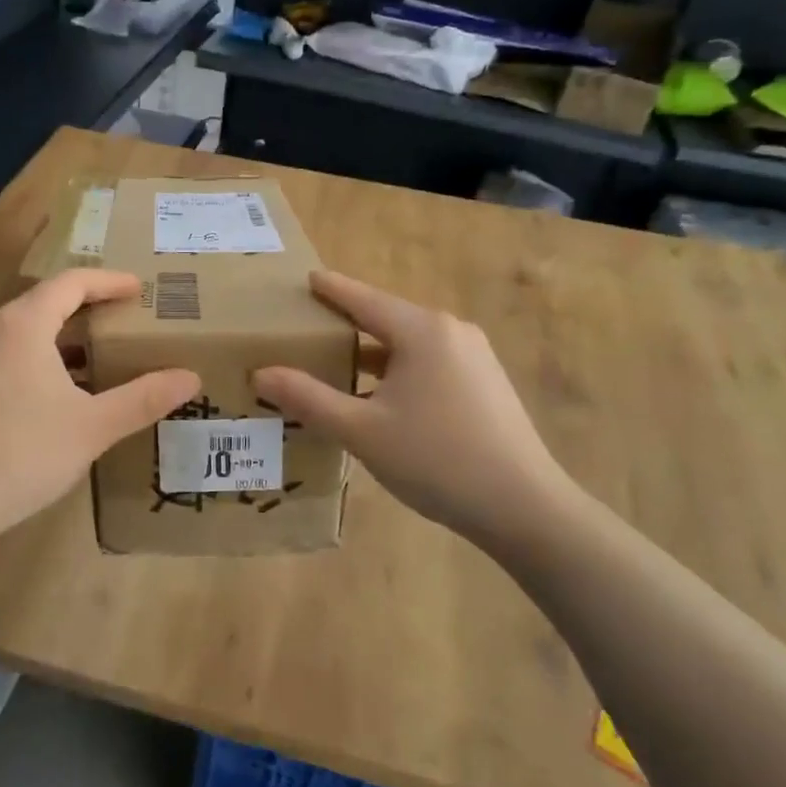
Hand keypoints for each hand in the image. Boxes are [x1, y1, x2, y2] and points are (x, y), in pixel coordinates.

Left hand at [0, 270, 199, 547]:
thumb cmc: (24, 453)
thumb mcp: (93, 426)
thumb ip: (143, 398)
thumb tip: (191, 378)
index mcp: (22, 325)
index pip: (71, 283)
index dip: (109, 282)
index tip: (140, 289)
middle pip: (46, 302)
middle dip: (87, 307)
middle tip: (125, 319)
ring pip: (24, 330)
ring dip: (63, 336)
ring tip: (98, 354)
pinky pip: (8, 354)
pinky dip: (40, 358)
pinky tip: (59, 391)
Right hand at [254, 271, 582, 545]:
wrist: (524, 507)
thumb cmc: (436, 460)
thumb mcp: (361, 431)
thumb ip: (308, 398)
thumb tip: (261, 373)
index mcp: (421, 331)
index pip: (363, 298)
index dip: (331, 289)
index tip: (307, 279)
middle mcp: (451, 331)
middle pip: (387, 317)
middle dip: (348, 322)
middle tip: (310, 329)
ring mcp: (475, 356)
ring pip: (410, 343)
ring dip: (373, 352)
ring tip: (337, 364)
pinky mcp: (486, 382)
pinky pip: (430, 362)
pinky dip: (399, 369)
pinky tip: (382, 397)